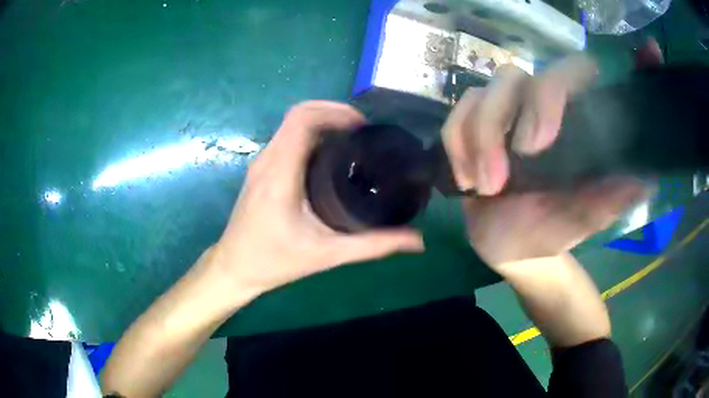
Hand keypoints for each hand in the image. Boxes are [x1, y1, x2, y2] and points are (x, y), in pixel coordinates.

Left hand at [210, 101, 424, 301]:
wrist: (234, 268)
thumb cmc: (274, 262)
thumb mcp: (327, 255)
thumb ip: (373, 246)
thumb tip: (416, 241)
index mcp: (280, 173)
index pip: (302, 120)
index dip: (334, 112)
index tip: (363, 125)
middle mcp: (267, 160)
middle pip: (297, 115)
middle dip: (332, 113)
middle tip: (363, 132)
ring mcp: (260, 164)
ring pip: (290, 126)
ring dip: (321, 123)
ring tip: (352, 141)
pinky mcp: (260, 171)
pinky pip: (286, 140)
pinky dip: (310, 137)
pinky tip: (330, 157)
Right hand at [443, 56, 647, 267]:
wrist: (510, 247)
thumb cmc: (551, 232)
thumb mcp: (583, 220)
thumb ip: (610, 201)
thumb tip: (646, 179)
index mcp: (576, 125)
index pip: (592, 78)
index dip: (621, 62)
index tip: (651, 52)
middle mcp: (542, 107)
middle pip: (531, 75)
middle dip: (529, 108)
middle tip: (529, 154)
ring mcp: (506, 113)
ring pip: (488, 90)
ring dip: (484, 136)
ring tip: (489, 186)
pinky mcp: (474, 124)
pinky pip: (458, 115)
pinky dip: (459, 145)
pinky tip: (470, 181)